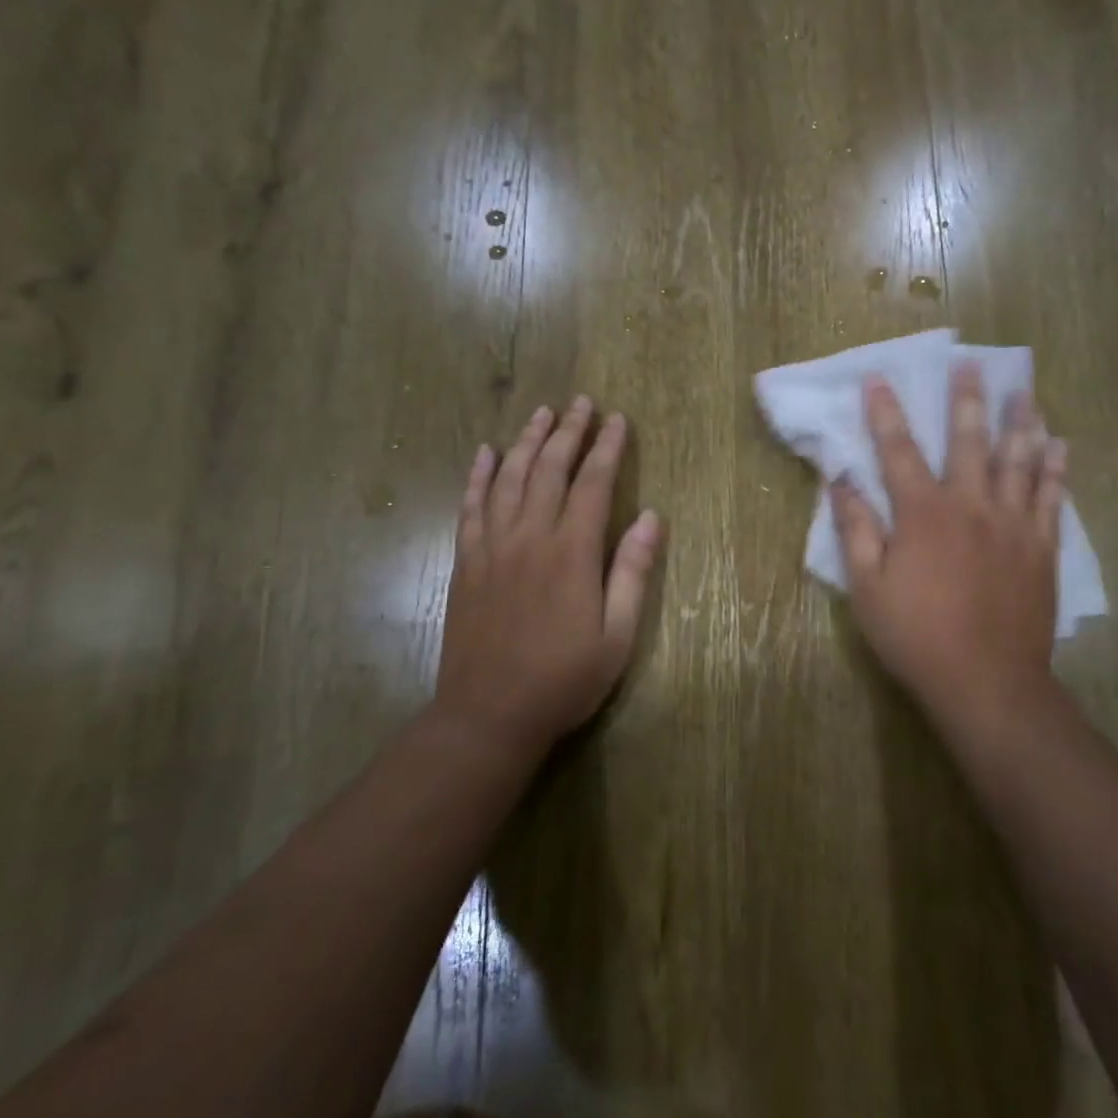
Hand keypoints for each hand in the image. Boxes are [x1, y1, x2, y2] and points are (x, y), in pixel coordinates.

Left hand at [436, 397, 661, 754]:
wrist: (488, 715)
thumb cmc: (562, 680)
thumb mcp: (616, 637)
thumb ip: (632, 573)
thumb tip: (651, 517)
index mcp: (571, 553)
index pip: (592, 484)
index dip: (607, 448)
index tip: (617, 420)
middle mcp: (529, 537)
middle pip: (549, 469)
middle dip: (568, 432)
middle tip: (581, 402)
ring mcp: (492, 546)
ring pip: (509, 478)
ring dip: (526, 441)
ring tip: (541, 412)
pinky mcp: (466, 561)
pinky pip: (470, 506)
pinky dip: (478, 475)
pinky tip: (485, 453)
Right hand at [830, 364, 1071, 749]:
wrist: (988, 682)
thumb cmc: (917, 636)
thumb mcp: (867, 588)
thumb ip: (856, 530)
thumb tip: (839, 481)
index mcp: (923, 514)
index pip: (898, 451)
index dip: (885, 413)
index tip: (878, 379)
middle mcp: (971, 506)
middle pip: (969, 441)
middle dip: (966, 400)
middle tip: (971, 365)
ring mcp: (1013, 525)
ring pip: (1019, 460)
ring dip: (1020, 422)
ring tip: (1025, 391)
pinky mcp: (1042, 548)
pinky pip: (1051, 497)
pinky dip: (1055, 468)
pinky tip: (1059, 445)